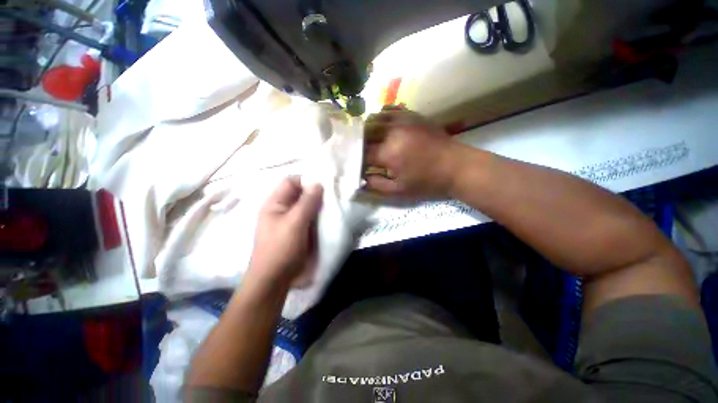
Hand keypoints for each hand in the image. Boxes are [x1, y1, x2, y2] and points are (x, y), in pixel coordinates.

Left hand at [247, 177, 322, 288]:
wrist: (275, 280)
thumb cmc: (281, 249)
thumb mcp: (295, 223)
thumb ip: (307, 202)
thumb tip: (318, 183)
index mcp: (275, 203)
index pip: (291, 182)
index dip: (306, 181)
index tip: (324, 186)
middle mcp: (282, 209)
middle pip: (300, 193)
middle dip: (315, 194)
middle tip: (332, 197)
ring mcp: (290, 220)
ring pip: (307, 206)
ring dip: (318, 206)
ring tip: (332, 207)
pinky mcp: (298, 230)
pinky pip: (310, 217)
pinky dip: (318, 216)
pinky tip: (328, 218)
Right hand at [364, 108, 458, 197]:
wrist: (456, 167)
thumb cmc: (427, 182)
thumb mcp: (400, 191)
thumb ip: (376, 185)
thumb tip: (360, 179)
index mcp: (389, 152)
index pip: (361, 153)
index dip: (356, 161)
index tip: (357, 166)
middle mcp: (392, 131)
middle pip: (364, 132)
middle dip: (358, 143)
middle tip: (359, 153)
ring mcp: (403, 119)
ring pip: (374, 118)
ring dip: (367, 129)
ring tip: (367, 140)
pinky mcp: (412, 114)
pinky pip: (389, 109)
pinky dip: (381, 117)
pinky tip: (382, 127)